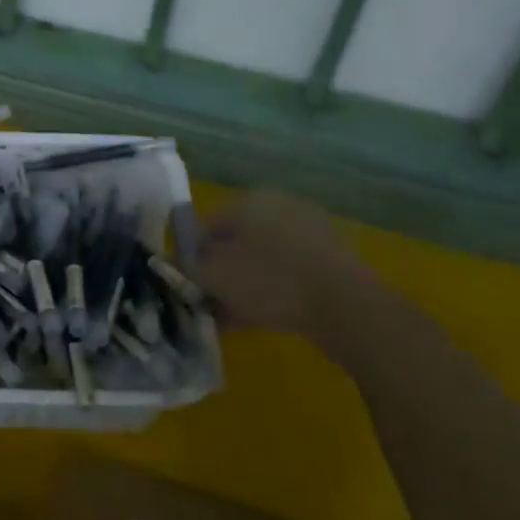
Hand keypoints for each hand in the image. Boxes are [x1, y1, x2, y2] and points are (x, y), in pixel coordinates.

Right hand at [196, 189, 376, 341]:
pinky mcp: (331, 262)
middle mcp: (280, 208)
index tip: (187, 283)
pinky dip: (271, 293)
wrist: (346, 309)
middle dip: (220, 272)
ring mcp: (310, 234)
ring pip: (262, 260)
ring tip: (231, 317)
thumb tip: (172, 261)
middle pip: (236, 242)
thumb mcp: (213, 275)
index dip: (191, 255)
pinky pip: (288, 275)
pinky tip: (259, 319)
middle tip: (209, 302)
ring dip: (244, 285)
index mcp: (250, 201)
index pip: (206, 224)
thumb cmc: (269, 281)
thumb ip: (186, 266)